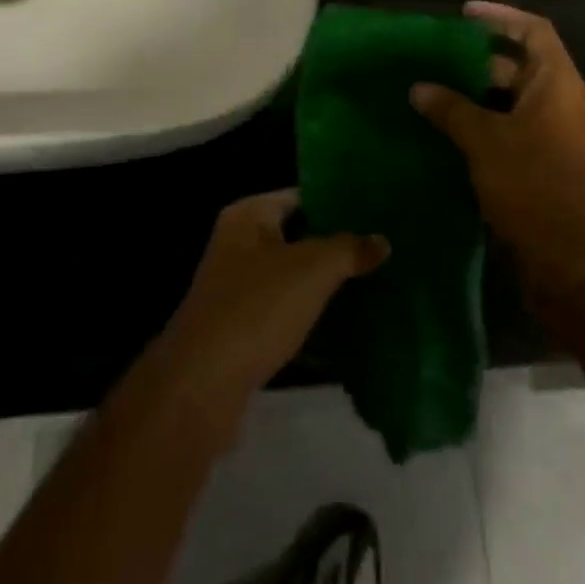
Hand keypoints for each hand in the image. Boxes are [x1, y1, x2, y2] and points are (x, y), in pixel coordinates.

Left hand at [152, 189, 387, 438]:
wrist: (201, 387)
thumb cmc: (256, 308)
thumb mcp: (311, 269)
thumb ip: (348, 249)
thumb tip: (382, 240)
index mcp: (248, 216)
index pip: (300, 196)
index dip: (337, 202)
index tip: (376, 212)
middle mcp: (239, 245)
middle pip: (298, 237)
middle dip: (336, 247)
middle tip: (382, 250)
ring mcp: (238, 290)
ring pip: (293, 279)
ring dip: (326, 286)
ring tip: (376, 285)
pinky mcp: (242, 331)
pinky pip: (286, 315)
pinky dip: (312, 320)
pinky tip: (349, 329)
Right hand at [412, 2, 584, 277]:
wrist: (574, 260)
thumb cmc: (533, 184)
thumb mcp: (485, 141)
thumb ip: (451, 109)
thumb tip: (419, 88)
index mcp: (557, 82)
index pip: (533, 30)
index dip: (500, 16)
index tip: (464, 13)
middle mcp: (560, 100)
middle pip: (520, 64)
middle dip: (479, 57)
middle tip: (437, 55)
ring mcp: (555, 133)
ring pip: (512, 98)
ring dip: (476, 93)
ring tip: (433, 88)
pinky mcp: (545, 161)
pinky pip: (512, 126)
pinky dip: (483, 121)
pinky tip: (448, 128)